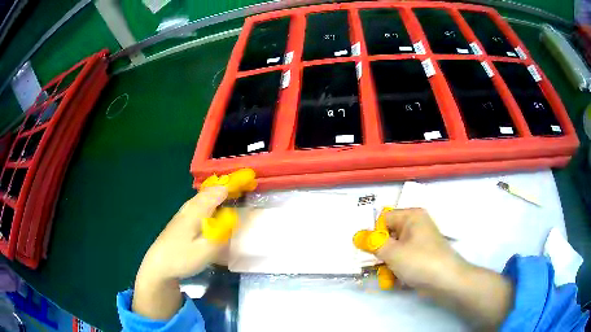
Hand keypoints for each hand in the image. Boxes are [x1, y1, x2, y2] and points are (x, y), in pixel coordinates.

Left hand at [132, 186, 227, 318]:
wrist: (158, 265)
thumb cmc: (182, 258)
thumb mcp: (205, 250)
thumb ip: (221, 234)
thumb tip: (234, 217)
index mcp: (195, 213)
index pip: (215, 194)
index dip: (229, 187)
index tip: (244, 182)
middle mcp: (188, 210)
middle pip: (205, 194)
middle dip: (220, 188)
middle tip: (236, 187)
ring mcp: (181, 216)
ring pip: (198, 199)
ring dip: (212, 194)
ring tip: (223, 194)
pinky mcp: (178, 223)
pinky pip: (194, 206)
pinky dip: (205, 202)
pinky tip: (205, 209)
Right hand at [376, 208, 512, 329]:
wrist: (448, 282)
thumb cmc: (420, 262)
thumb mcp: (392, 252)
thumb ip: (372, 243)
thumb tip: (356, 235)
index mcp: (411, 217)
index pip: (383, 219)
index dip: (374, 235)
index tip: (368, 252)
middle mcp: (416, 226)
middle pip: (388, 236)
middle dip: (379, 254)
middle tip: (374, 267)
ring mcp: (419, 243)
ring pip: (394, 251)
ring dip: (386, 266)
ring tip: (386, 279)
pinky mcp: (422, 258)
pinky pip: (403, 260)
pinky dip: (397, 270)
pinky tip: (394, 282)